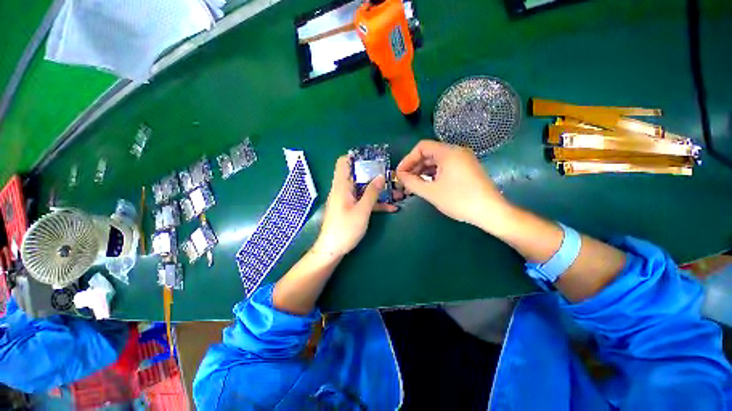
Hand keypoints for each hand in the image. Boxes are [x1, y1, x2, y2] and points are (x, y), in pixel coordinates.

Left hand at [313, 155, 398, 256]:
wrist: (332, 250)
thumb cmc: (345, 229)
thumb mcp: (362, 210)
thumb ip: (372, 193)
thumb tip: (380, 176)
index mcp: (342, 186)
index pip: (343, 162)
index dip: (355, 157)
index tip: (372, 158)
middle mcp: (343, 190)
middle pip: (358, 175)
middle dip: (374, 175)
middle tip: (390, 176)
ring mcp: (347, 200)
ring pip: (363, 189)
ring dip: (378, 190)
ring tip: (396, 192)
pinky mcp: (350, 209)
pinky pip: (363, 201)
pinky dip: (375, 202)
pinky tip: (391, 208)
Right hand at [395, 140, 508, 229]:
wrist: (490, 212)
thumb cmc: (459, 200)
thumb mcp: (431, 192)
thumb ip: (411, 182)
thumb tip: (399, 175)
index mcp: (448, 152)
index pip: (421, 147)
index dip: (408, 159)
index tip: (400, 173)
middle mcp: (456, 151)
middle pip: (429, 153)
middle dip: (414, 167)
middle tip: (405, 181)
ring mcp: (463, 160)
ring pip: (436, 161)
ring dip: (423, 171)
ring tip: (413, 185)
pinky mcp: (466, 168)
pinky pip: (445, 167)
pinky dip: (433, 174)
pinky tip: (427, 185)